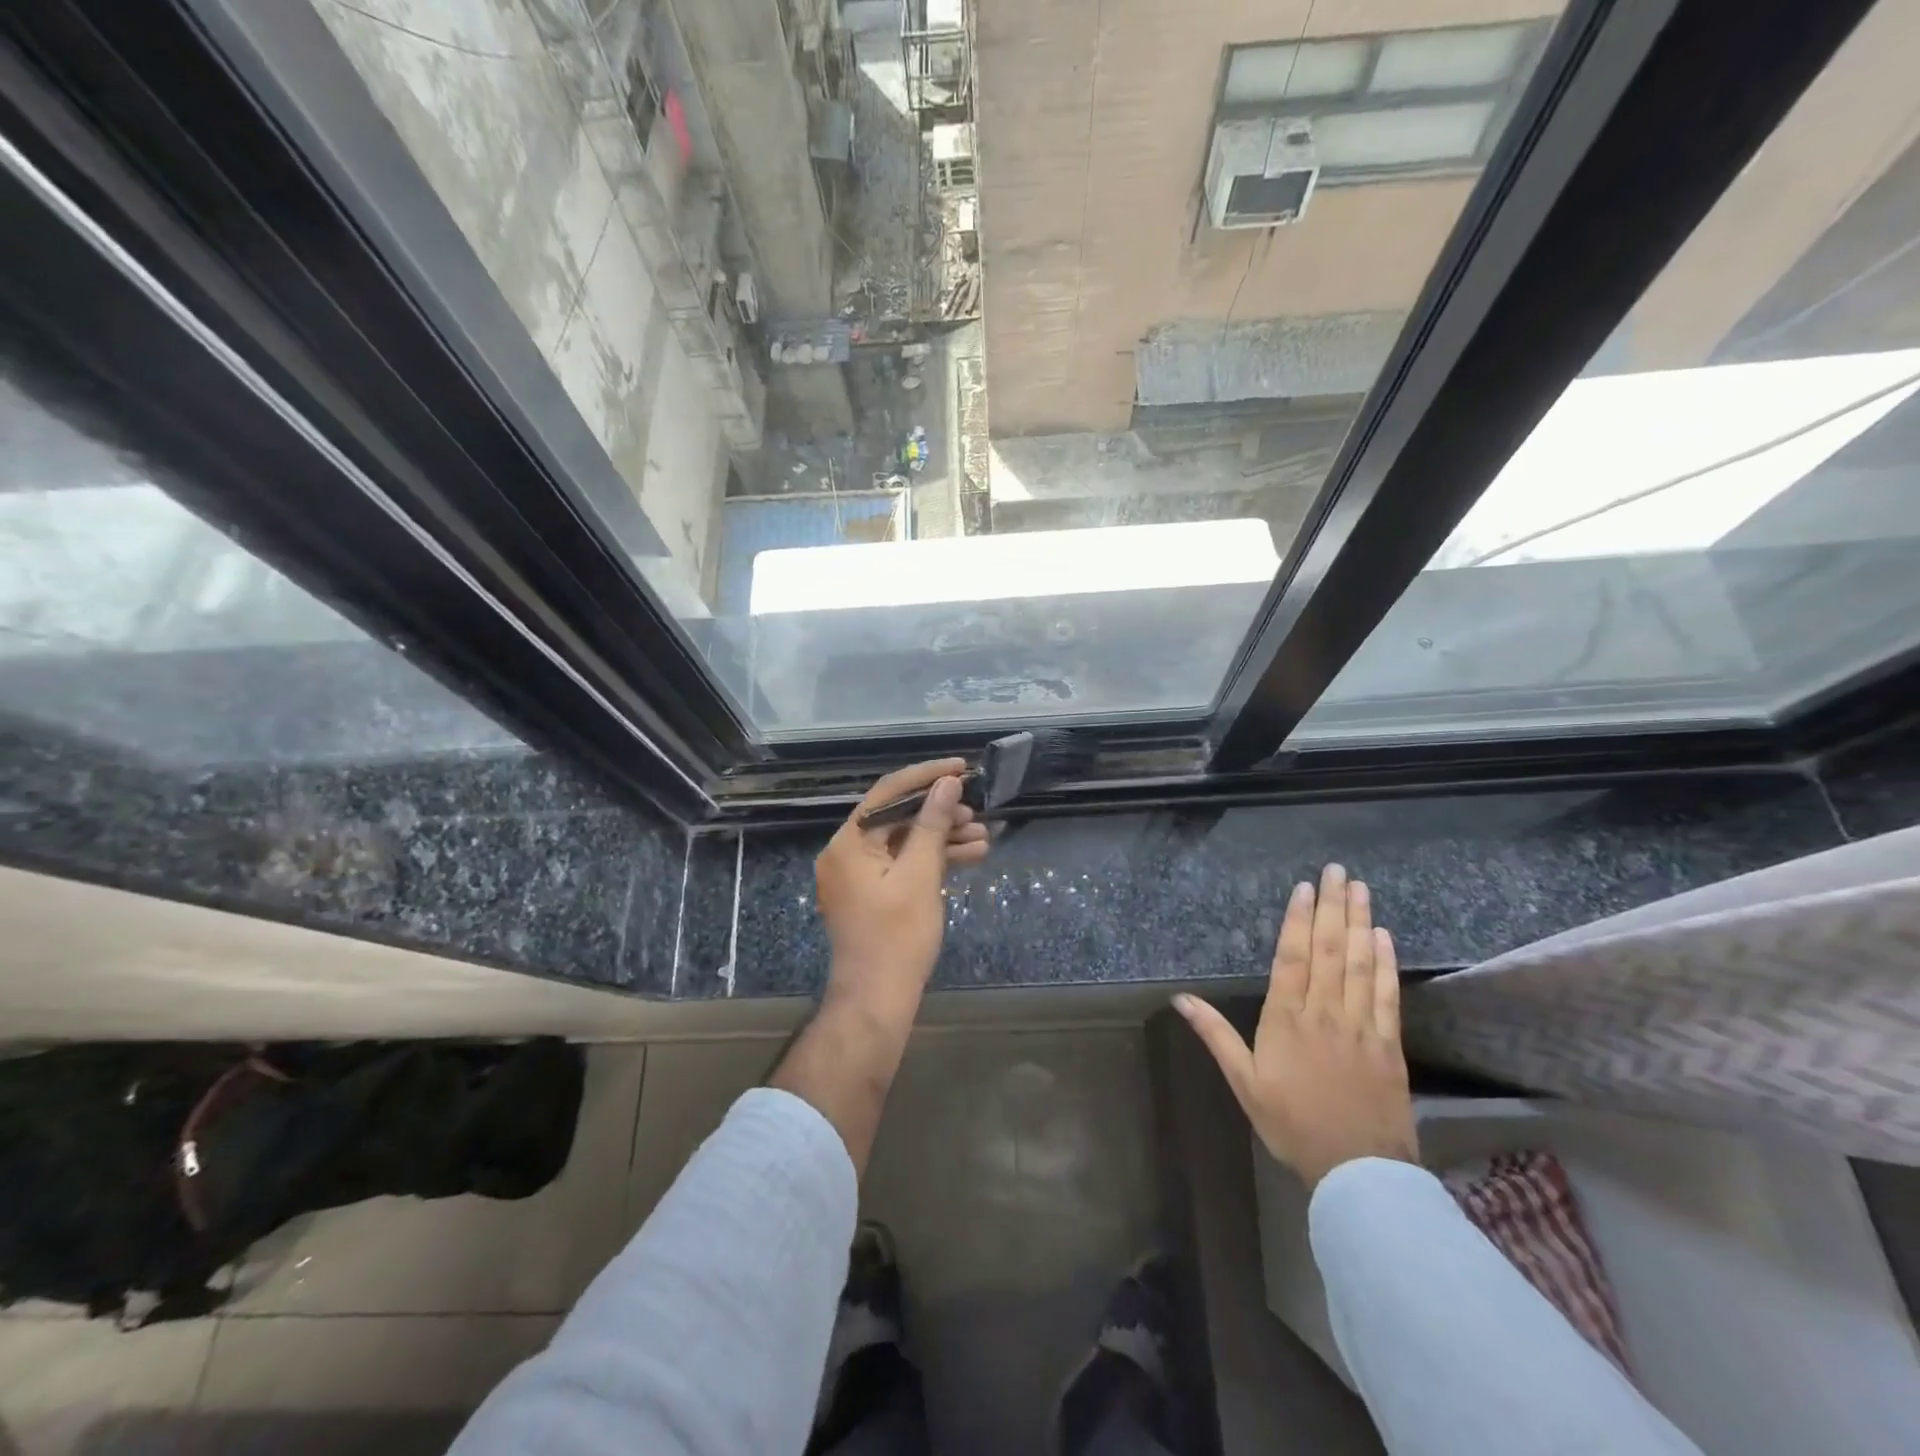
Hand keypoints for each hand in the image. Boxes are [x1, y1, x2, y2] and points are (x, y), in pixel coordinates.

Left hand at [816, 758, 990, 1024]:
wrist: (878, 999)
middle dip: (939, 812)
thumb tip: (947, 783)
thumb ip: (932, 824)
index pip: (889, 792)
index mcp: (849, 842)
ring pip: (904, 842)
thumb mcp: (920, 875)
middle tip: (976, 811)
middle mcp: (847, 852)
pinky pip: (902, 864)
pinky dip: (932, 860)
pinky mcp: (872, 893)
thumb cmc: (898, 936)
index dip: (927, 776)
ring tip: (982, 836)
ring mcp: (858, 875)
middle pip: (897, 817)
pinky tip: (969, 856)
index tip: (961, 768)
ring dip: (942, 837)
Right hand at [1174, 864, 1417, 1189]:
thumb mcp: (1244, 1082)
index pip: (1292, 958)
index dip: (1298, 920)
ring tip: (1360, 889)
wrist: (1357, 1171)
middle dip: (1332, 907)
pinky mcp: (1388, 1043)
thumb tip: (1180, 999)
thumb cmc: (1291, 1123)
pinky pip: (1386, 995)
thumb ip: (1215, 1035)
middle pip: (1328, 950)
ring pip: (1358, 964)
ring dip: (1359, 923)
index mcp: (1286, 1019)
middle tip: (1337, 870)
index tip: (1305, 888)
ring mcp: (1360, 1026)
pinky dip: (1384, 963)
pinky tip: (1383, 937)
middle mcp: (1324, 1013)